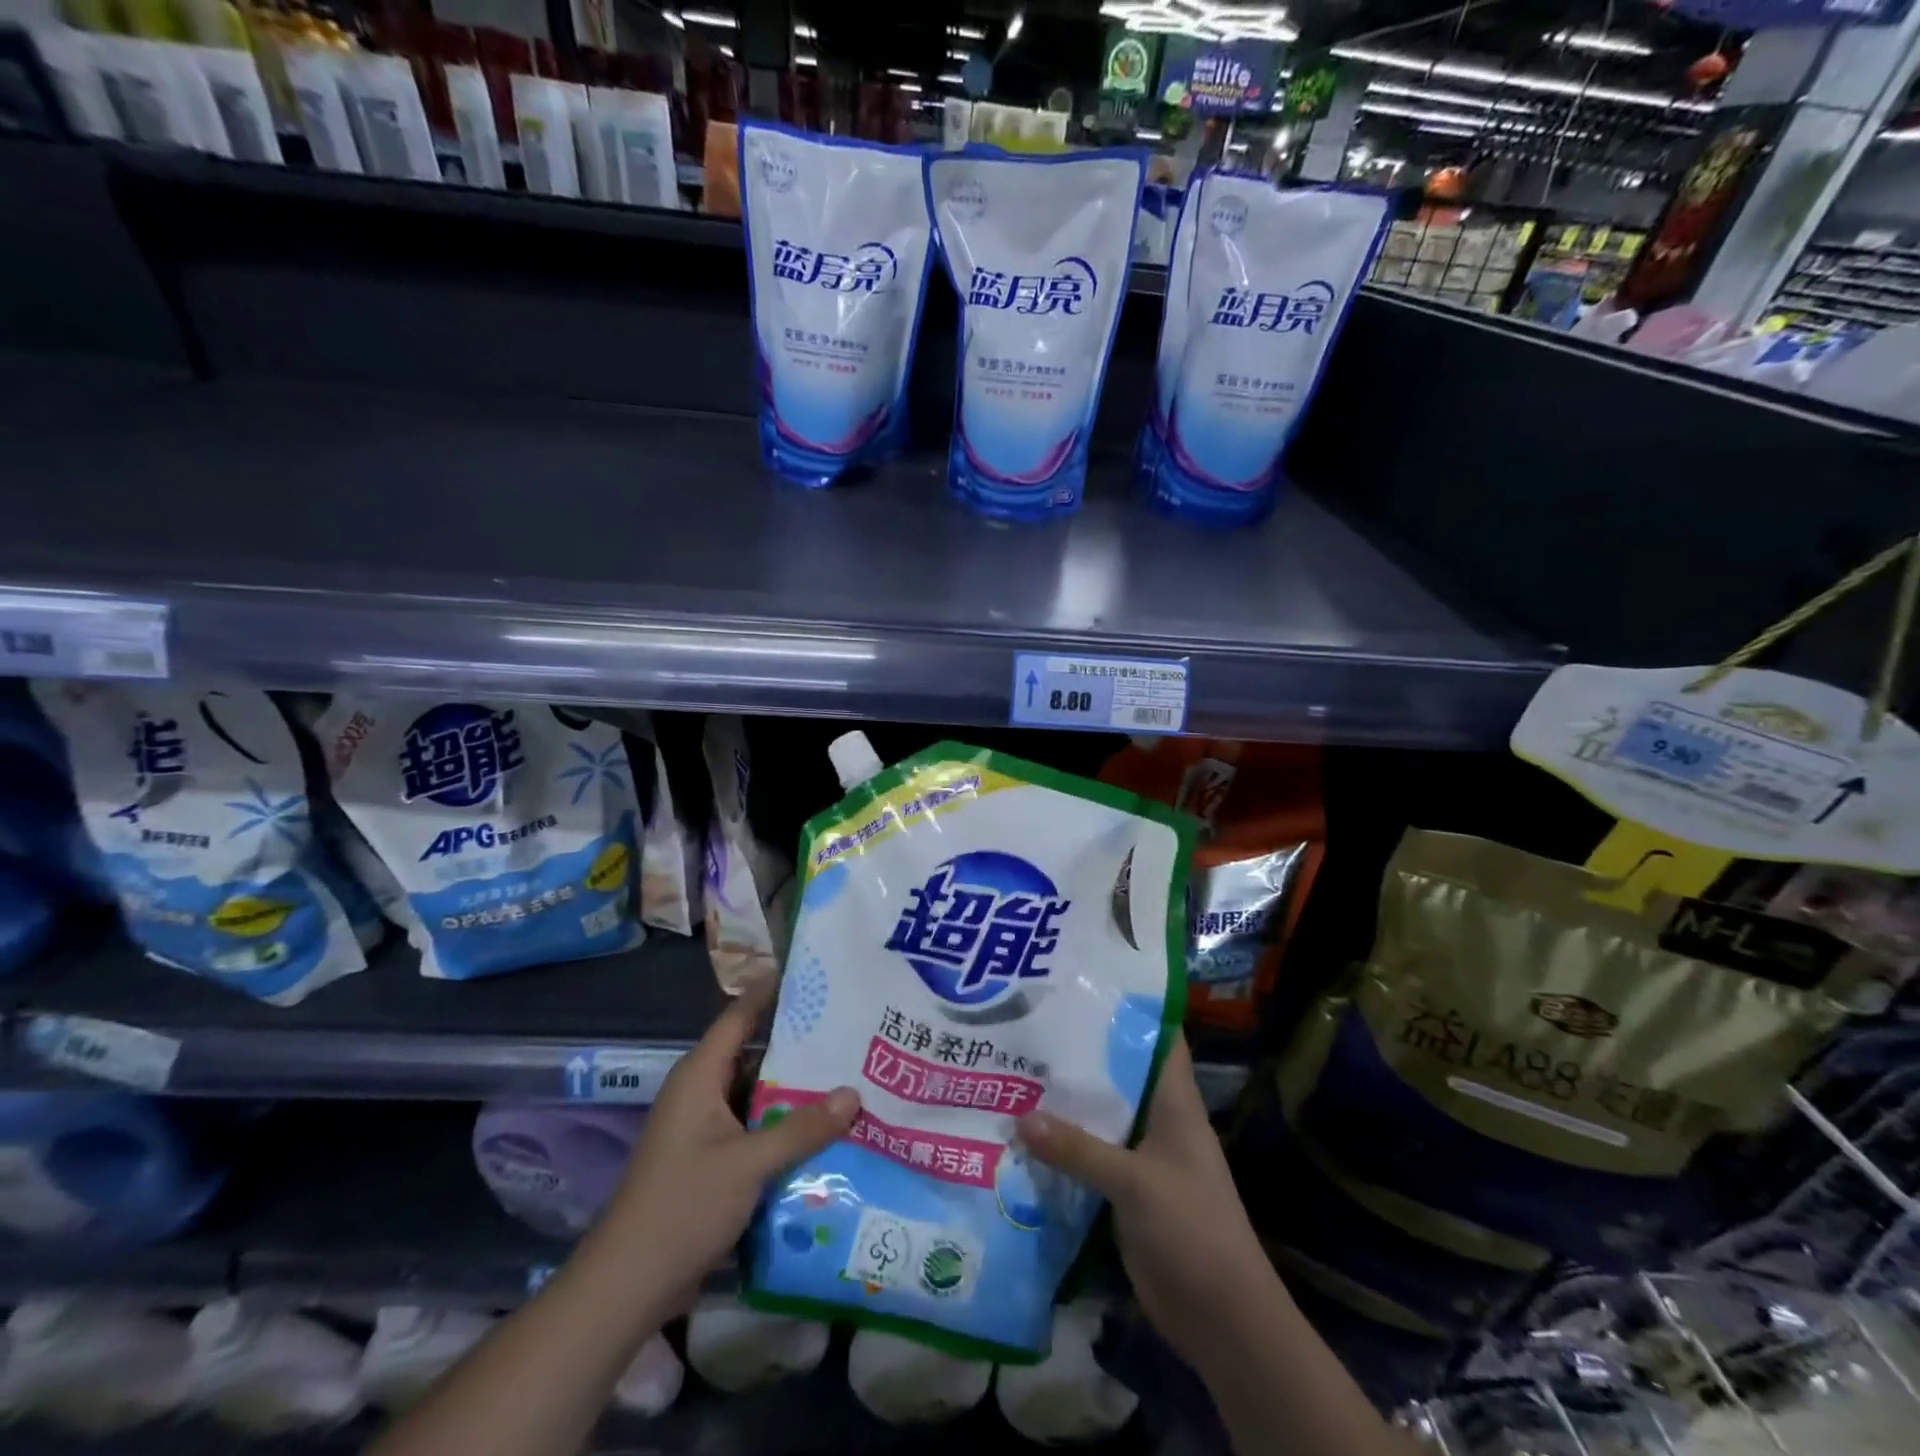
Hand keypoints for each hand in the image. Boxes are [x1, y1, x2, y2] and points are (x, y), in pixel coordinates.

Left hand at [591, 979, 859, 1315]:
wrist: (627, 1287)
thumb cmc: (682, 1207)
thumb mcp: (748, 1164)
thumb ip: (801, 1128)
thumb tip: (854, 1093)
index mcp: (699, 1076)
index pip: (740, 1015)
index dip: (772, 991)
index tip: (814, 973)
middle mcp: (701, 1092)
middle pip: (755, 1053)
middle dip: (799, 1044)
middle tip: (849, 1028)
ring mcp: (705, 1127)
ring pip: (757, 1093)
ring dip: (795, 1089)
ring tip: (847, 1074)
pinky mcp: (711, 1159)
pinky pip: (754, 1125)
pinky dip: (784, 1123)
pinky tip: (823, 1128)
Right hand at [1016, 1038, 1276, 1375]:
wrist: (1223, 1319)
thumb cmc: (1192, 1229)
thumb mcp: (1135, 1182)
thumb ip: (1078, 1149)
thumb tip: (1020, 1116)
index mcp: (1174, 1102)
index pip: (1158, 1037)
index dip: (1129, 1006)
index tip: (1085, 981)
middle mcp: (1158, 1119)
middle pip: (1119, 1072)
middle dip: (1080, 1050)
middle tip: (1031, 1020)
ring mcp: (1142, 1156)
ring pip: (1100, 1114)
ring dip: (1066, 1099)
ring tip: (1015, 1065)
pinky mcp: (1126, 1191)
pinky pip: (1090, 1155)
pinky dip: (1063, 1144)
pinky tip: (1022, 1132)